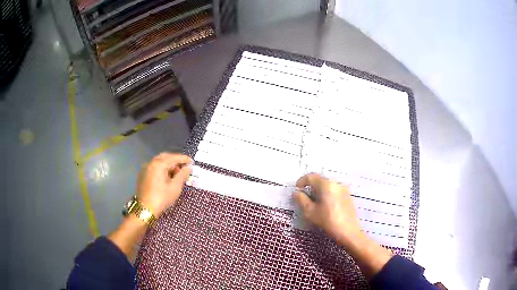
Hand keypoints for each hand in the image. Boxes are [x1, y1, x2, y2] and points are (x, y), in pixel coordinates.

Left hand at [137, 153, 191, 216]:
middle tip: (184, 167)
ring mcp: (145, 168)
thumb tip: (188, 167)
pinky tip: (167, 177)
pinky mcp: (142, 175)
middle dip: (175, 161)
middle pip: (165, 157)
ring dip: (168, 165)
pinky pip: (154, 167)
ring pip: (159, 162)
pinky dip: (162, 169)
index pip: (174, 157)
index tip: (192, 162)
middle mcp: (151, 163)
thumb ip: (182, 175)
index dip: (184, 159)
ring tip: (177, 174)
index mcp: (159, 164)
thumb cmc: (162, 198)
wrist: (145, 209)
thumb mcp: (175, 187)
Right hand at [294, 173, 393, 277]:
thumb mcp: (310, 212)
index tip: (297, 189)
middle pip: (320, 180)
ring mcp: (344, 189)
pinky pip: (335, 191)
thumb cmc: (328, 221)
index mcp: (326, 185)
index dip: (302, 181)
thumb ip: (301, 200)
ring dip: (319, 191)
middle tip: (304, 197)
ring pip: (328, 186)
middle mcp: (336, 183)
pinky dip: (327, 194)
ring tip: (315, 203)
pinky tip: (325, 206)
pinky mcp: (348, 196)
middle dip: (311, 186)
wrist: (349, 232)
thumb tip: (296, 192)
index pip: (311, 176)